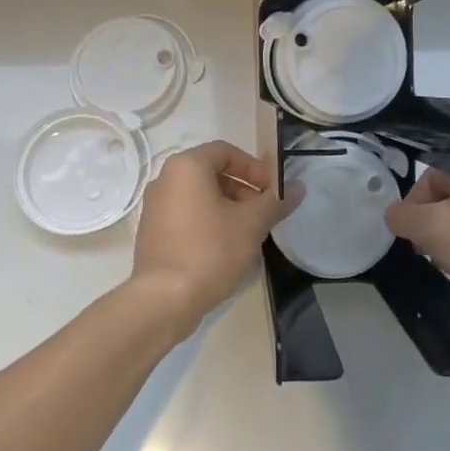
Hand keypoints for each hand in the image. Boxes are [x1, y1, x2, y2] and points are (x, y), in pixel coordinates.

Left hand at [129, 141, 295, 332]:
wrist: (164, 299)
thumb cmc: (210, 251)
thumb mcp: (251, 224)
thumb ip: (275, 202)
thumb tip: (298, 187)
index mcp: (186, 167)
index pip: (225, 151)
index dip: (254, 167)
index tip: (271, 191)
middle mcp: (165, 179)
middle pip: (211, 172)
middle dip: (242, 189)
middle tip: (263, 212)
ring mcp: (154, 206)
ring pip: (198, 195)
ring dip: (227, 206)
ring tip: (247, 232)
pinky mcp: (151, 231)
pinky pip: (185, 214)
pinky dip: (207, 220)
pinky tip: (225, 247)